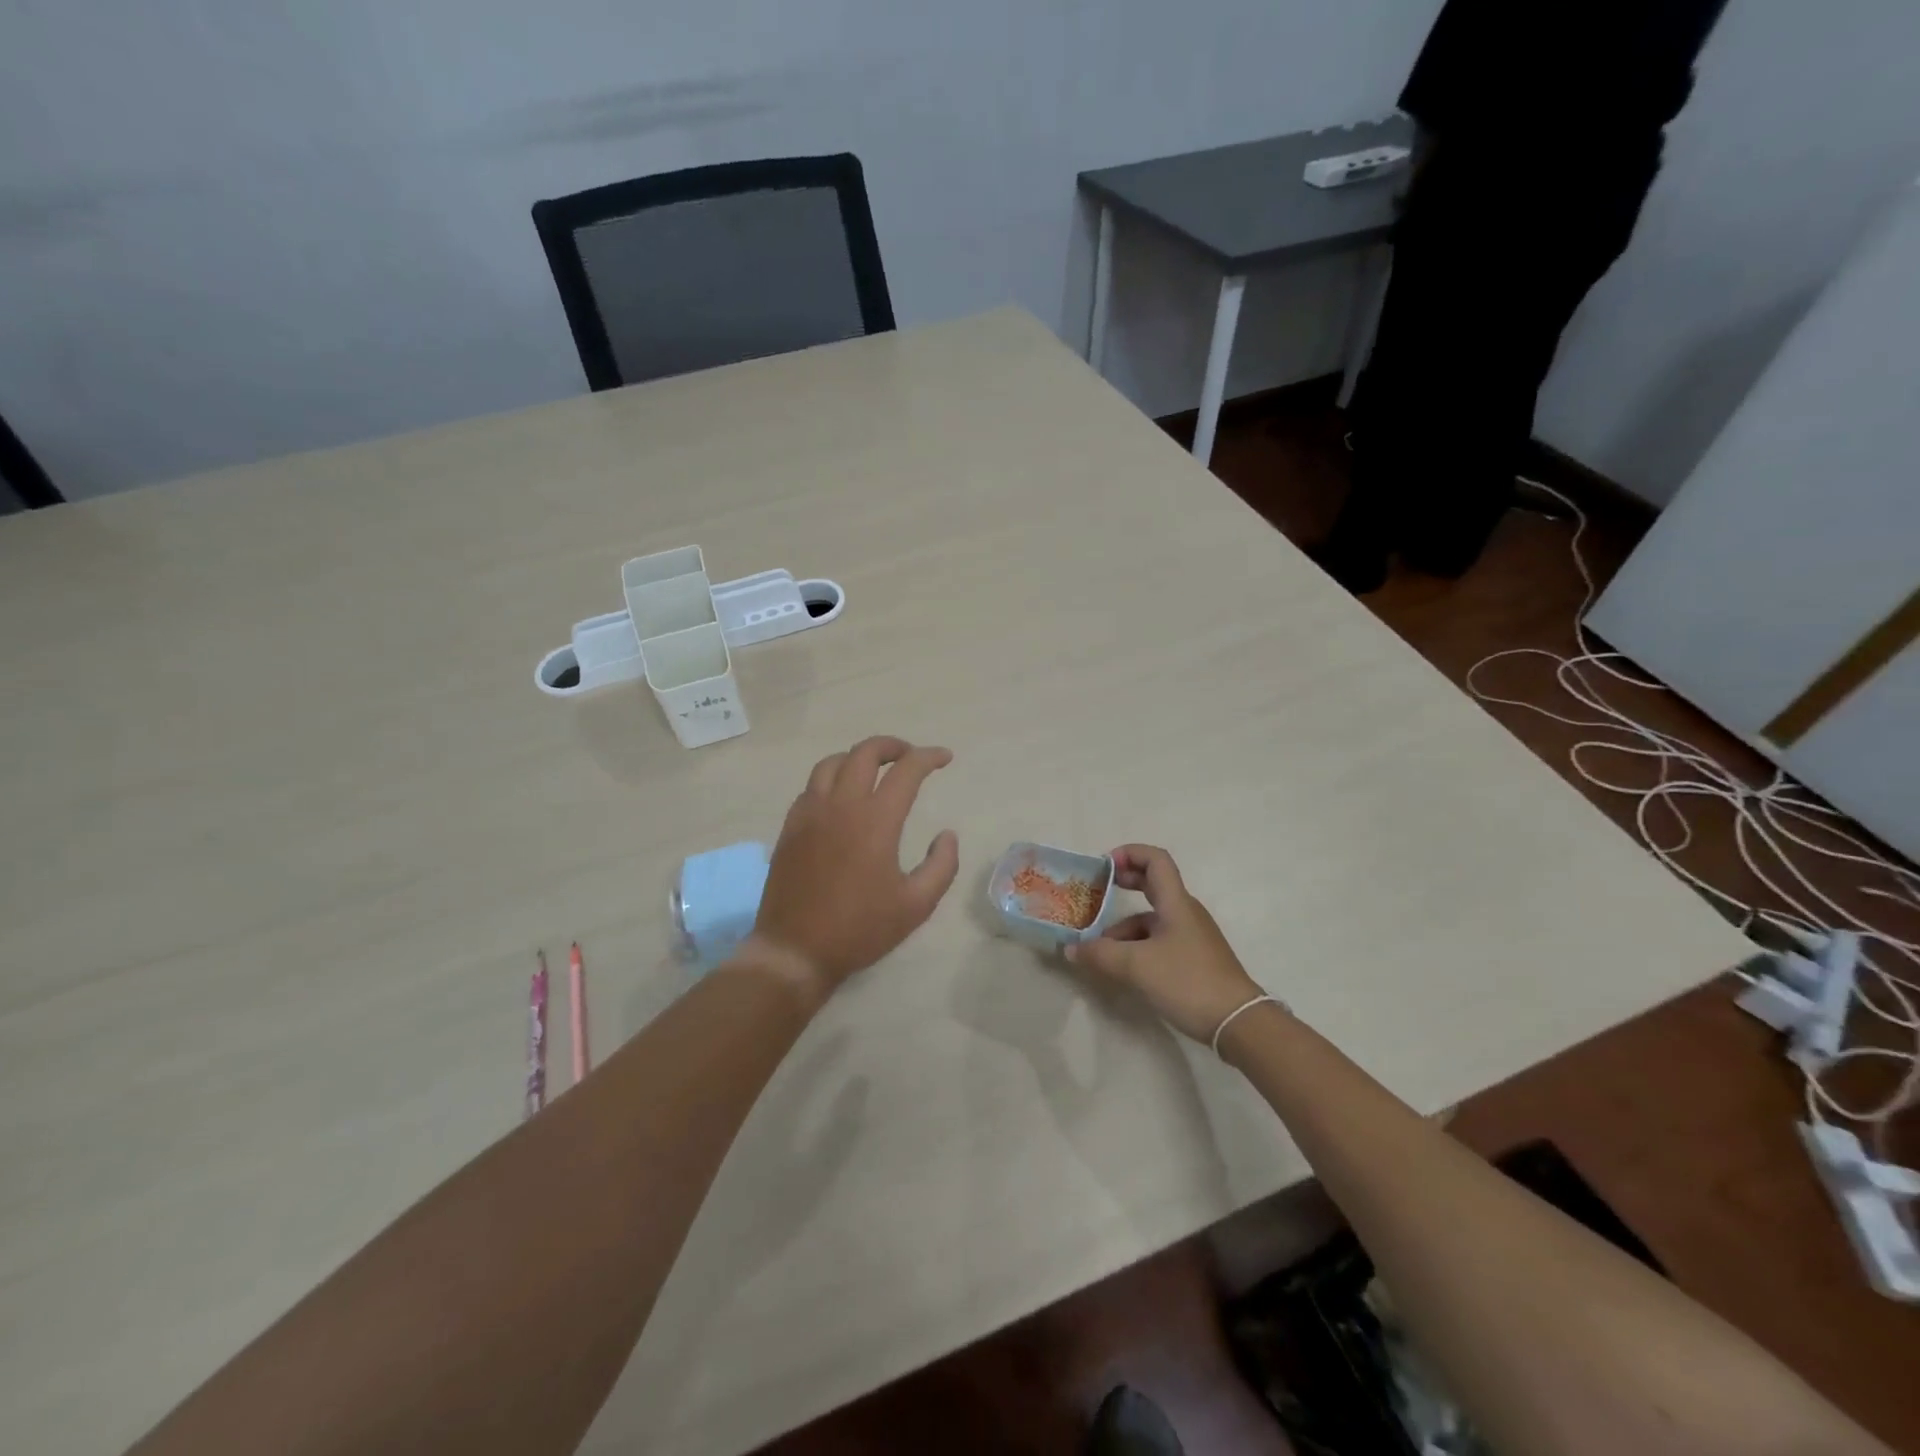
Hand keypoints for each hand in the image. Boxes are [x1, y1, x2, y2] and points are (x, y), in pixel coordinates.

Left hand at [747, 736, 959, 1000]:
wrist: (795, 950)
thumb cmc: (860, 929)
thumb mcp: (916, 905)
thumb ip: (942, 865)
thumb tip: (947, 835)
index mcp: (875, 820)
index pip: (907, 770)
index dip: (929, 757)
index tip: (944, 758)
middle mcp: (841, 805)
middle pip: (865, 753)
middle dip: (892, 746)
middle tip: (909, 756)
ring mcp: (810, 813)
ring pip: (832, 763)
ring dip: (858, 757)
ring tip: (874, 769)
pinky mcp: (790, 827)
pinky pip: (811, 786)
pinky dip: (832, 778)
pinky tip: (841, 797)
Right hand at [1065, 844, 1263, 1043]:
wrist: (1238, 1022)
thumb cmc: (1187, 981)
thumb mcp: (1136, 966)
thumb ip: (1100, 954)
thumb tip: (1071, 949)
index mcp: (1176, 903)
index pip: (1156, 860)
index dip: (1130, 853)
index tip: (1104, 866)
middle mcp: (1185, 913)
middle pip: (1154, 884)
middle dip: (1124, 883)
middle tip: (1097, 891)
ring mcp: (1191, 936)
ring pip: (1152, 919)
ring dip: (1124, 927)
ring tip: (1100, 950)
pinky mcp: (1193, 959)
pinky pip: (1159, 940)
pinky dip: (1137, 946)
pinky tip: (1123, 968)